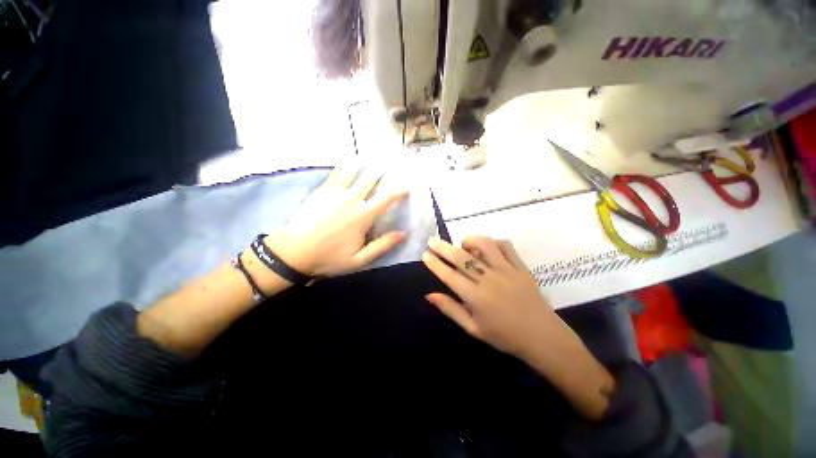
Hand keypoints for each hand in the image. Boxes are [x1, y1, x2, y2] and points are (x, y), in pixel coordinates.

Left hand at [266, 167, 408, 276]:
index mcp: (363, 216)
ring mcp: (335, 192)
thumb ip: (382, 245)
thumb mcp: (359, 260)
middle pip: (371, 178)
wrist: (294, 252)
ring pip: (354, 170)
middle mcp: (352, 199)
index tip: (406, 186)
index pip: (386, 198)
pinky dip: (346, 164)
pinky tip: (351, 159)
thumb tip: (403, 234)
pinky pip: (336, 172)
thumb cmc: (329, 258)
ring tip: (374, 155)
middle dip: (383, 169)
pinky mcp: (322, 190)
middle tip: (392, 160)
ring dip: (366, 162)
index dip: (399, 190)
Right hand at [421, 235, 560, 359]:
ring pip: (484, 245)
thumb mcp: (473, 328)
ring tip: (462, 244)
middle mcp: (489, 280)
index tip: (425, 254)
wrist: (542, 337)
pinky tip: (487, 248)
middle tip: (432, 240)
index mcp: (476, 298)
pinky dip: (492, 242)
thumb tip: (429, 295)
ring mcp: (506, 271)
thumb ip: (450, 309)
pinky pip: (505, 246)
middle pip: (461, 257)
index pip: (449, 276)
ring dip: (469, 240)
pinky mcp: (521, 267)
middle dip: (443, 247)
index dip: (435, 264)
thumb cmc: (504, 336)